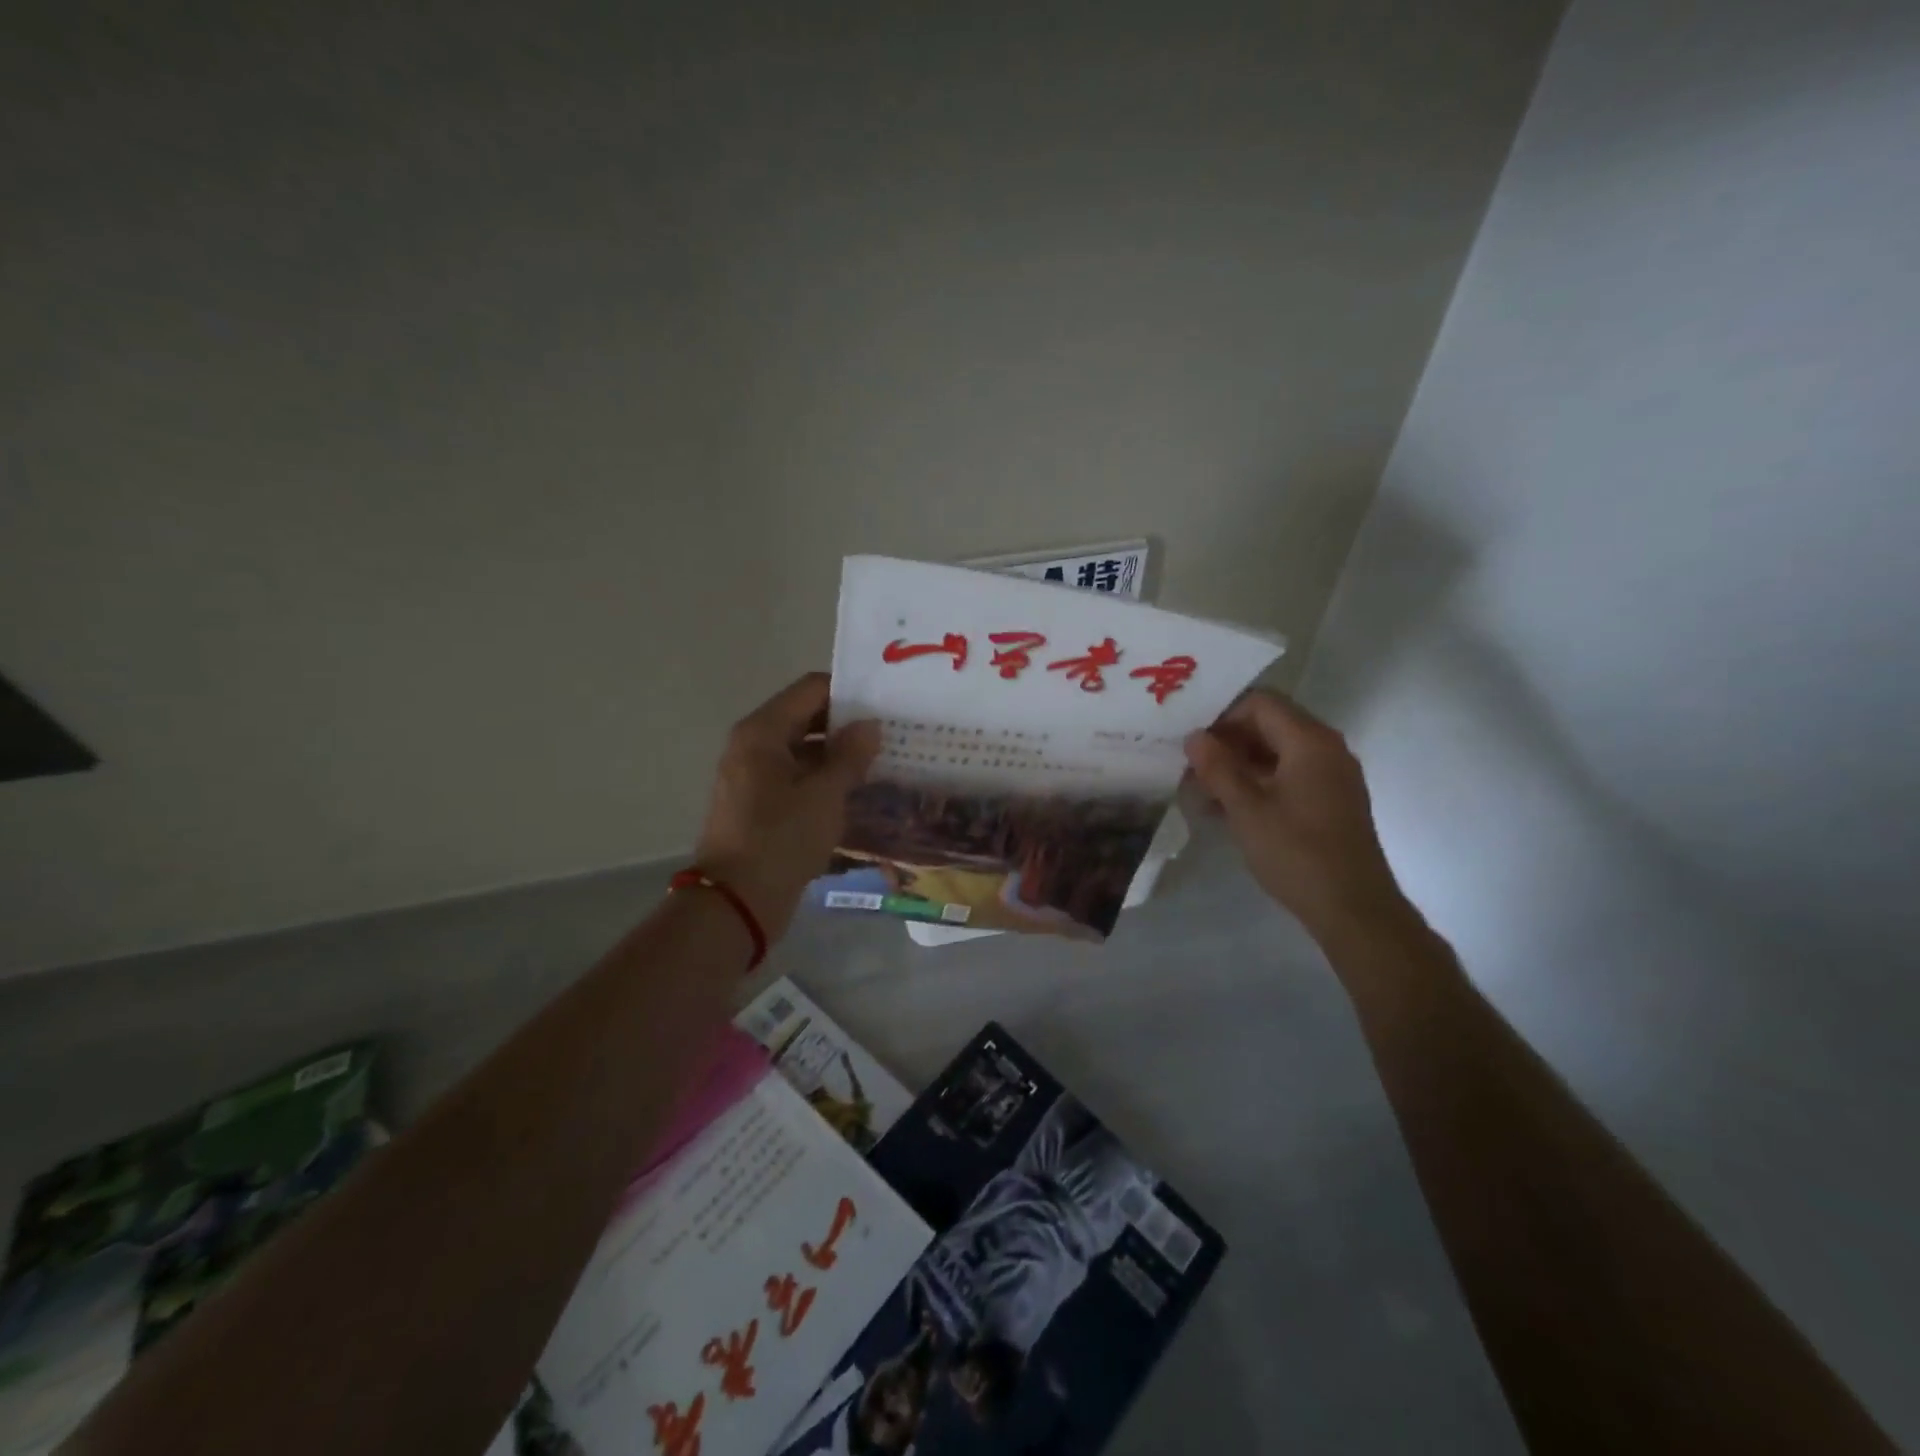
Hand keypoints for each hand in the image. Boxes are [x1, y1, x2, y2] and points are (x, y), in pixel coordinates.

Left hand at [695, 673, 880, 939]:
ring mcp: (753, 777)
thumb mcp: (825, 795)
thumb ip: (850, 755)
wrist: (736, 902)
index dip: (849, 692)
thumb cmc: (781, 839)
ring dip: (839, 755)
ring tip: (884, 761)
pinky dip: (824, 780)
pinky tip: (858, 791)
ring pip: (803, 751)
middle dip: (847, 725)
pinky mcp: (759, 805)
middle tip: (892, 732)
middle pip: (806, 718)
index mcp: (762, 732)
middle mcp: (753, 746)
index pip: (810, 690)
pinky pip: (797, 778)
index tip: (886, 702)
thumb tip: (870, 725)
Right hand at [1184, 691, 1407, 941]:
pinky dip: (1258, 783)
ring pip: (1277, 753)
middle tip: (1192, 767)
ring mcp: (1332, 775)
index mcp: (1310, 741)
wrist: (1353, 908)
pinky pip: (1289, 776)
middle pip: (1269, 726)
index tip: (1193, 743)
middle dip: (1227, 742)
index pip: (1260, 703)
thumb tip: (1194, 738)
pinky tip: (1228, 809)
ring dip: (1239, 766)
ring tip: (1202, 792)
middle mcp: (1326, 749)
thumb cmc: (1296, 853)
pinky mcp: (1331, 801)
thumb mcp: (1246, 810)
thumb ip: (1218, 768)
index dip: (1222, 716)